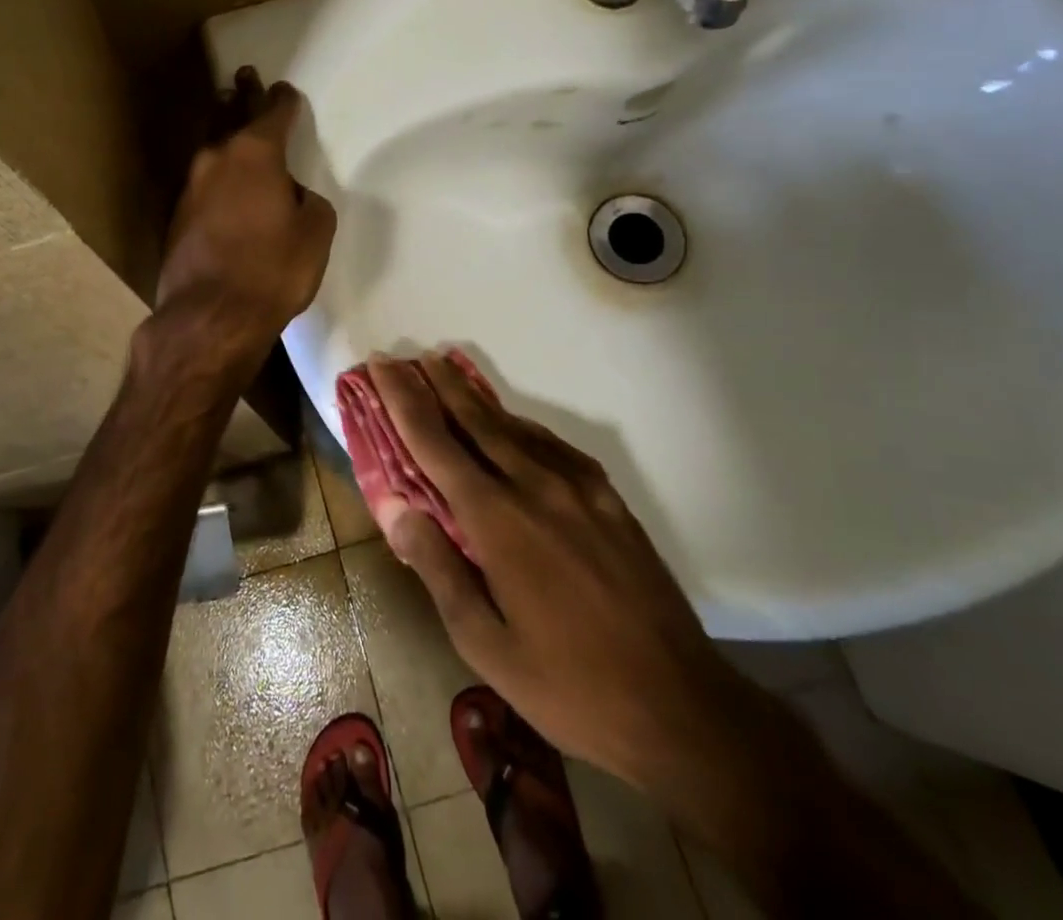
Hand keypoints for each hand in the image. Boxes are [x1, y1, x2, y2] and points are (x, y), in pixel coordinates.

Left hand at [154, 71, 336, 369]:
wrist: (210, 316)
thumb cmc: (273, 270)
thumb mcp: (314, 233)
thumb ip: (309, 203)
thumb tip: (291, 197)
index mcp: (256, 154)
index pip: (273, 113)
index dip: (283, 100)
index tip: (285, 90)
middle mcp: (217, 159)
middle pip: (231, 116)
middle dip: (241, 96)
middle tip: (244, 75)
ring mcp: (190, 187)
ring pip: (212, 147)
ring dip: (222, 128)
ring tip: (227, 111)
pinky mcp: (176, 216)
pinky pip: (203, 182)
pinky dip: (215, 173)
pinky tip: (220, 180)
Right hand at [367, 353, 774, 809]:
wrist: (681, 706)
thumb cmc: (568, 686)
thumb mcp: (485, 644)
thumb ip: (437, 566)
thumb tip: (393, 505)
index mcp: (496, 520)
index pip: (435, 443)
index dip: (403, 400)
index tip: (381, 365)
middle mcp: (534, 486)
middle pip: (474, 419)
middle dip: (435, 383)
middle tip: (407, 357)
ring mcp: (578, 488)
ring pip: (514, 426)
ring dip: (475, 398)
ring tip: (448, 374)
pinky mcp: (608, 498)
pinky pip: (553, 446)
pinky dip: (521, 426)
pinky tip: (513, 426)